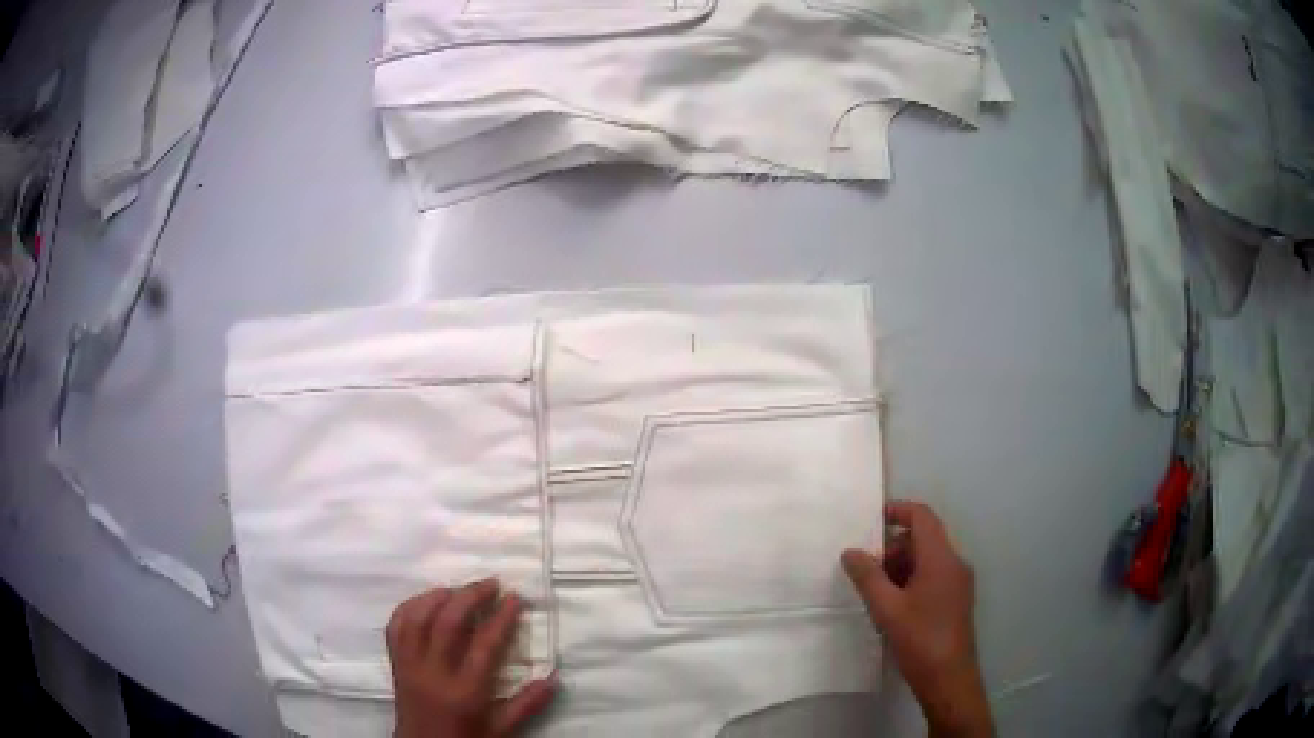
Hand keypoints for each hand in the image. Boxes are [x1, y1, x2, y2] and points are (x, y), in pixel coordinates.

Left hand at [387, 579, 556, 737]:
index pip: (484, 645)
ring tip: (460, 589)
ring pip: (417, 618)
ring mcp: (410, 665)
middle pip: (447, 623)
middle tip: (491, 584)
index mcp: (465, 691)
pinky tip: (427, 601)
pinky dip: (410, 606)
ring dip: (438, 596)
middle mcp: (434, 673)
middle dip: (470, 596)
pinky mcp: (395, 662)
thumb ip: (526, 705)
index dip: (501, 618)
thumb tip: (554, 679)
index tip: (515, 599)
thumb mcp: (500, 730)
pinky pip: (396, 626)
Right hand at [842, 501, 992, 737]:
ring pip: (928, 559)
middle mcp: (954, 563)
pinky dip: (912, 579)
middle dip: (893, 546)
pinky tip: (892, 604)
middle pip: (924, 538)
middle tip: (865, 567)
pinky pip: (934, 575)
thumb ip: (868, 577)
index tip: (871, 519)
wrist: (949, 678)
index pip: (922, 517)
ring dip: (901, 565)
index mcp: (941, 559)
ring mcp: (958, 582)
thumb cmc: (920, 640)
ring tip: (875, 589)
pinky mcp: (956, 599)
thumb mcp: (887, 609)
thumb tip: (850, 551)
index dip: (897, 511)